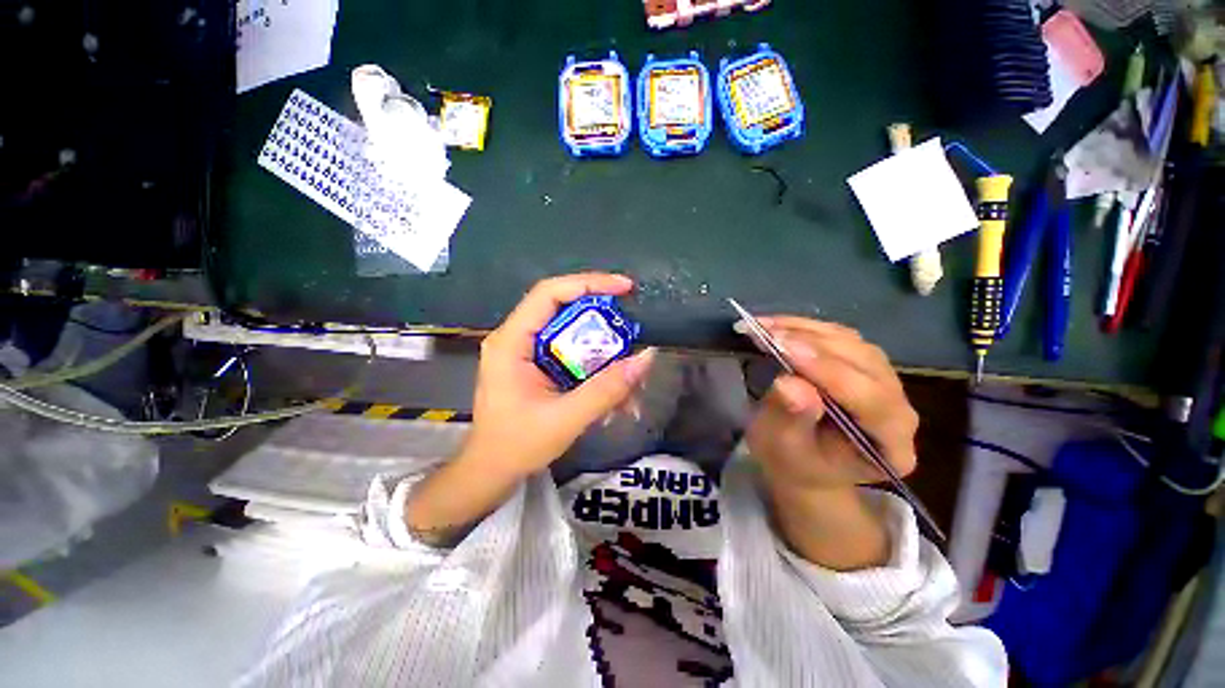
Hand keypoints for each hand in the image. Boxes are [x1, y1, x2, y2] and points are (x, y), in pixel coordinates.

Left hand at [462, 273, 655, 477]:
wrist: (491, 471)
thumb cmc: (517, 446)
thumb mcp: (566, 419)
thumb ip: (606, 389)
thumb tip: (646, 357)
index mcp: (511, 342)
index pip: (549, 293)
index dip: (588, 283)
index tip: (624, 287)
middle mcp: (516, 337)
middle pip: (563, 308)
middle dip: (601, 315)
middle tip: (631, 325)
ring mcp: (525, 350)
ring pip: (570, 330)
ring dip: (601, 344)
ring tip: (626, 362)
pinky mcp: (536, 364)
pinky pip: (569, 351)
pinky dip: (593, 361)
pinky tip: (611, 384)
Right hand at [744, 317, 917, 492]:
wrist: (800, 459)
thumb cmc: (792, 462)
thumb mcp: (782, 448)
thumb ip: (790, 418)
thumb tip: (790, 382)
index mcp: (890, 445)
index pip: (871, 401)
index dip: (828, 372)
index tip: (785, 350)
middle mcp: (898, 409)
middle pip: (865, 365)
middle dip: (814, 346)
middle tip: (769, 335)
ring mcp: (883, 381)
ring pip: (852, 344)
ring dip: (806, 331)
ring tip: (766, 328)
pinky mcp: (862, 363)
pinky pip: (838, 336)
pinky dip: (804, 327)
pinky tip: (776, 325)